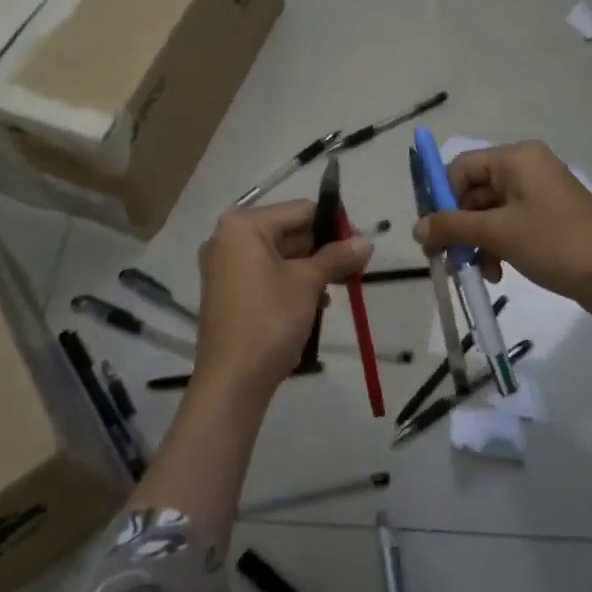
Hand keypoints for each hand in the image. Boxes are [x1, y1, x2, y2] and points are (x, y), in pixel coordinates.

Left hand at [194, 200, 372, 402]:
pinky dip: (290, 282)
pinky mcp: (227, 291)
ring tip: (338, 287)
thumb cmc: (269, 320)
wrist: (232, 381)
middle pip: (288, 231)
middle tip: (354, 268)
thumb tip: (366, 242)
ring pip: (279, 255)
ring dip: (310, 268)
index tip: (359, 245)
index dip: (333, 225)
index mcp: (243, 226)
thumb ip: (337, 257)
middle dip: (322, 249)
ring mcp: (224, 266)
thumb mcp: (308, 284)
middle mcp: (228, 238)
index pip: (300, 210)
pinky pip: (265, 274)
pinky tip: (315, 304)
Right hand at [414, 140, 591, 323]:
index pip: (461, 168)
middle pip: (474, 192)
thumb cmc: (557, 244)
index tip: (431, 233)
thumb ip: (453, 227)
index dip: (441, 199)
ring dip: (477, 242)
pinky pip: (510, 227)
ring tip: (474, 272)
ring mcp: (540, 195)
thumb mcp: (499, 234)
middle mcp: (527, 169)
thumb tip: (417, 228)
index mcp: (517, 158)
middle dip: (459, 226)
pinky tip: (496, 274)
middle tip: (446, 259)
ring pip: (490, 213)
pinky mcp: (549, 220)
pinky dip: (498, 247)